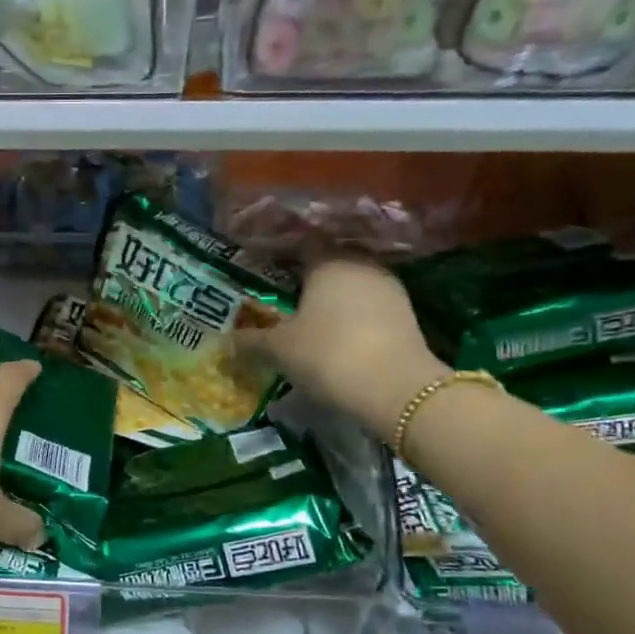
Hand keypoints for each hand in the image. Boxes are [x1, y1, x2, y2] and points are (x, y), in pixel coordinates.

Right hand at [239, 255, 446, 441]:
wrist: (396, 389)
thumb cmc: (327, 354)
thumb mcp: (278, 349)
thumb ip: (251, 340)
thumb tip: (228, 339)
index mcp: (328, 261)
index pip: (302, 244)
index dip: (282, 255)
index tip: (266, 271)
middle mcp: (361, 265)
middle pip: (330, 264)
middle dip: (308, 279)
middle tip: (284, 299)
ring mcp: (389, 289)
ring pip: (352, 286)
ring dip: (333, 300)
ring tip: (310, 322)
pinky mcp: (406, 315)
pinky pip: (369, 308)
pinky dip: (353, 318)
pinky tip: (337, 339)